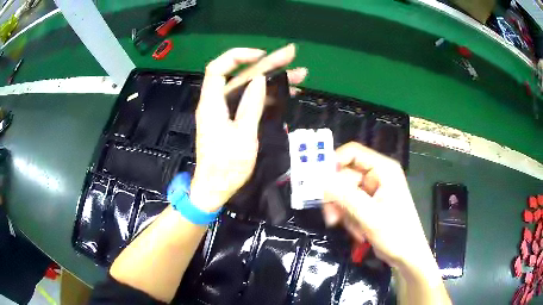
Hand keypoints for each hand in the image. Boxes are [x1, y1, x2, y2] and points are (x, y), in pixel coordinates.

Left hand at [191, 46, 306, 211]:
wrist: (215, 189)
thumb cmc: (226, 166)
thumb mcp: (243, 136)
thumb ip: (251, 105)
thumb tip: (260, 79)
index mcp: (212, 103)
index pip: (219, 69)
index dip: (238, 56)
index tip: (261, 55)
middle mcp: (218, 103)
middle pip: (242, 77)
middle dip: (268, 65)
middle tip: (292, 55)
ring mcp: (228, 113)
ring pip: (251, 89)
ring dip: (274, 81)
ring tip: (300, 75)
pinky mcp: (236, 121)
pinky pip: (253, 103)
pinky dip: (270, 98)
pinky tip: (289, 94)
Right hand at [322, 142, 431, 268]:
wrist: (407, 255)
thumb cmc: (396, 233)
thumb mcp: (370, 216)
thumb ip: (345, 196)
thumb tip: (320, 180)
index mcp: (383, 169)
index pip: (352, 152)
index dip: (333, 162)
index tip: (317, 181)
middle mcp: (377, 175)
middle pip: (344, 175)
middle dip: (337, 198)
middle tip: (331, 218)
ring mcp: (372, 190)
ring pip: (343, 192)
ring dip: (343, 211)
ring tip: (352, 229)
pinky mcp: (368, 203)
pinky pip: (348, 204)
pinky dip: (348, 218)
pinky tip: (358, 231)